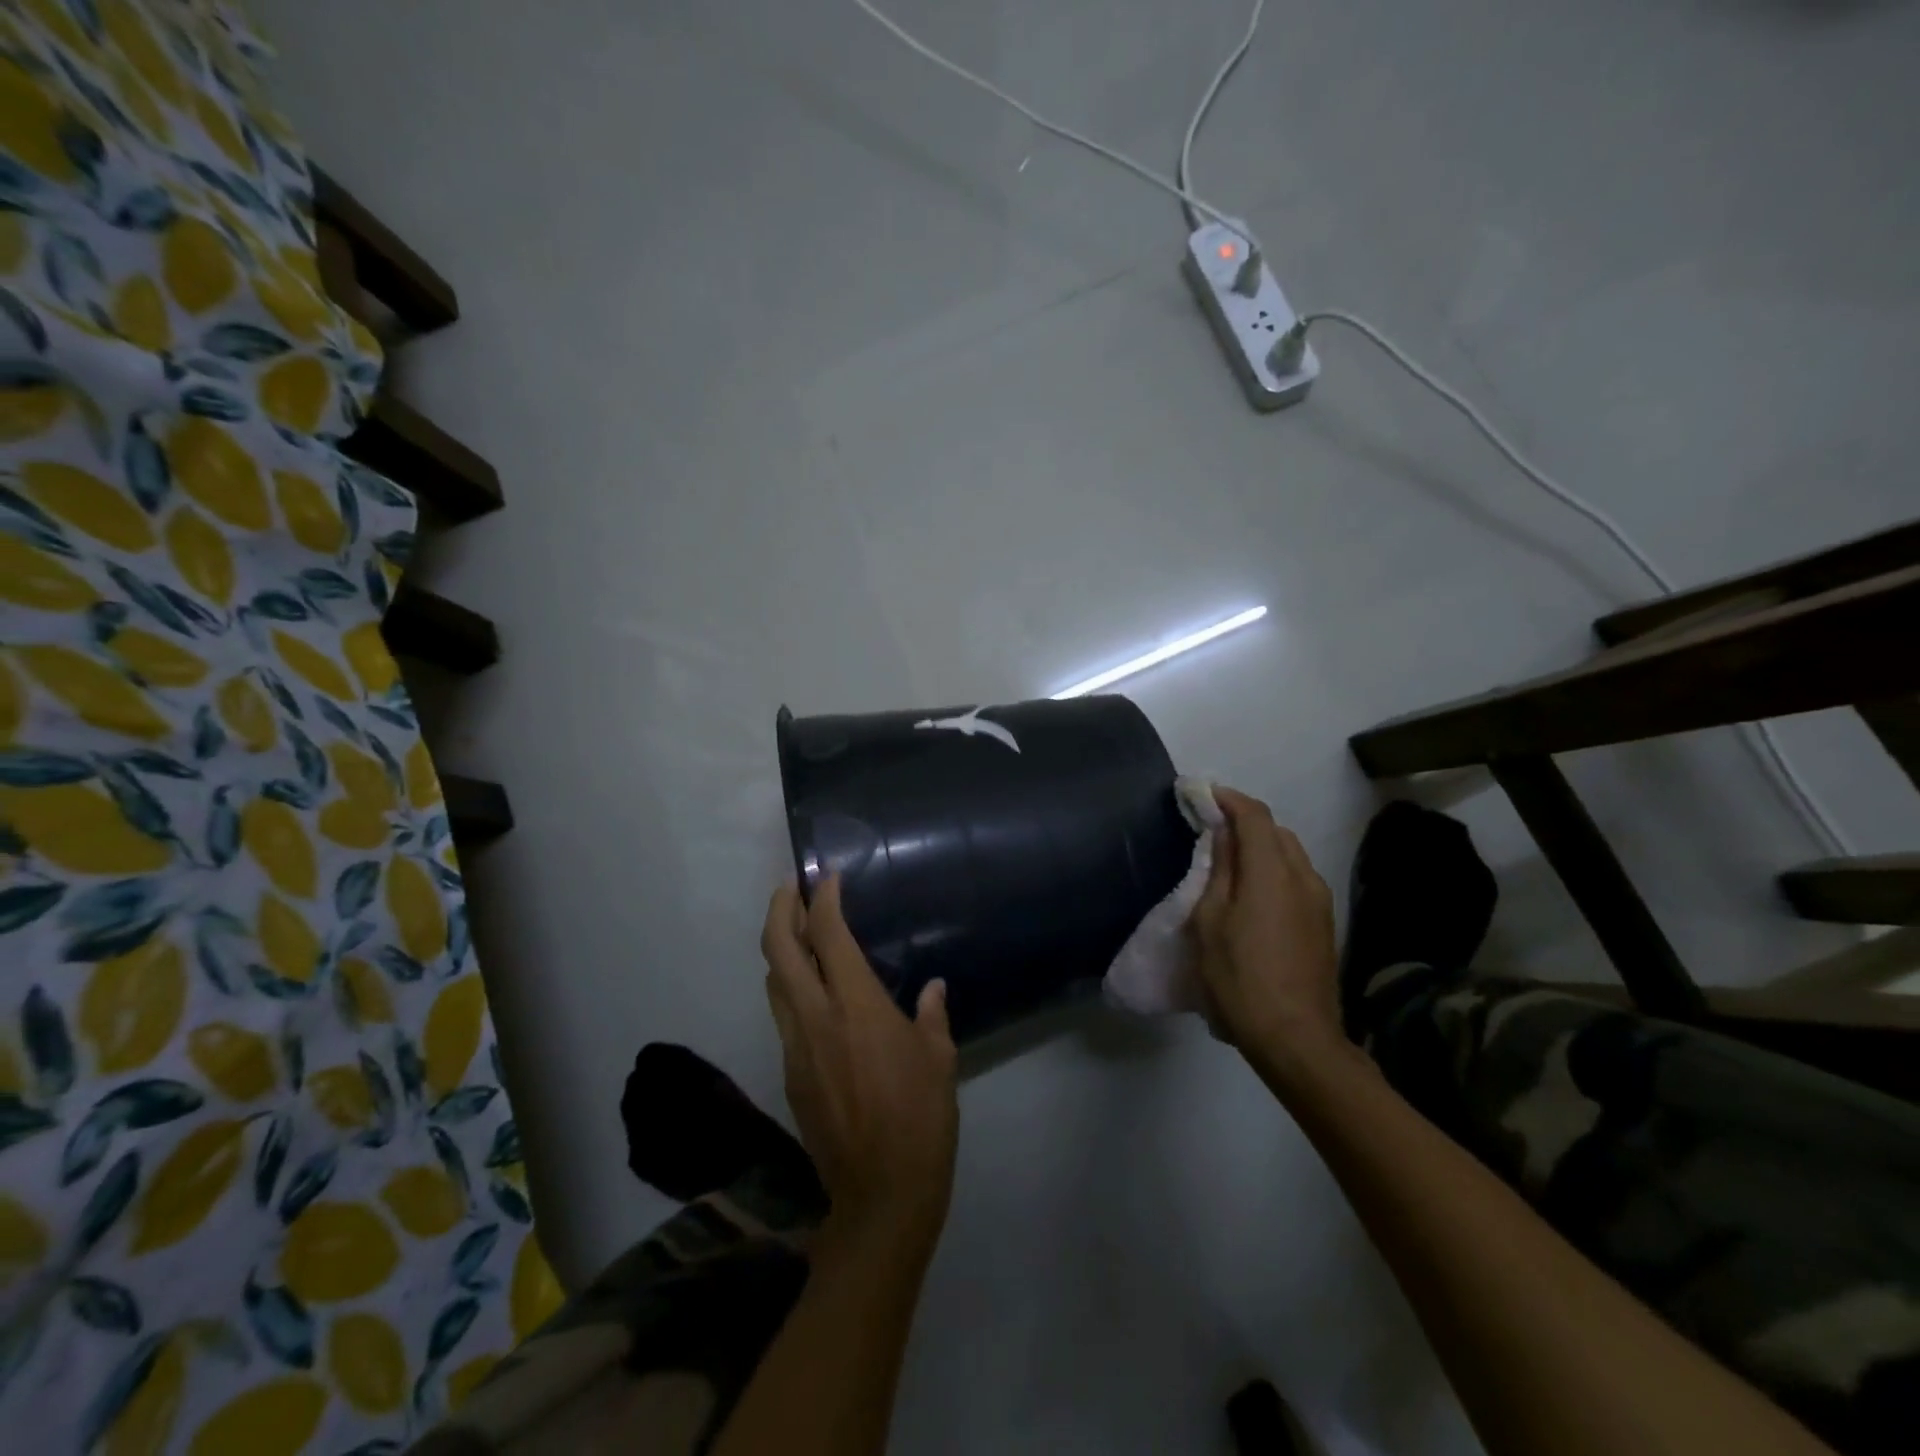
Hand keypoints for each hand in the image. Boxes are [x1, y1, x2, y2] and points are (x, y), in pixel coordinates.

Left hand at [761, 876, 958, 1259]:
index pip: (827, 935)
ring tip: (797, 932)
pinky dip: (790, 988)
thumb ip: (931, 1014)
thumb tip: (932, 989)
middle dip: (780, 909)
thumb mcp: (939, 1058)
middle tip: (791, 889)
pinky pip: (782, 1016)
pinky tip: (813, 993)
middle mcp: (815, 1016)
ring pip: (773, 982)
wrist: (881, 1193)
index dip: (824, 899)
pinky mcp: (790, 1074)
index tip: (829, 877)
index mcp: (856, 1005)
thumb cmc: (921, 1117)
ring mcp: (795, 1046)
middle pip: (779, 949)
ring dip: (779, 949)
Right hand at [1191, 789, 1345, 1080]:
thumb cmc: (1240, 977)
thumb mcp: (1211, 921)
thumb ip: (1219, 870)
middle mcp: (1304, 876)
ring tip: (1228, 862)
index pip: (1254, 814)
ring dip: (1260, 847)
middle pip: (1275, 831)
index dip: (1227, 798)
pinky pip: (1297, 879)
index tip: (1200, 794)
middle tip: (1209, 828)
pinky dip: (1273, 870)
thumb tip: (1223, 833)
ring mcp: (1320, 901)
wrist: (1296, 1039)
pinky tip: (1252, 895)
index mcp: (1273, 871)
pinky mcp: (1324, 924)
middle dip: (1243, 821)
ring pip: (1289, 854)